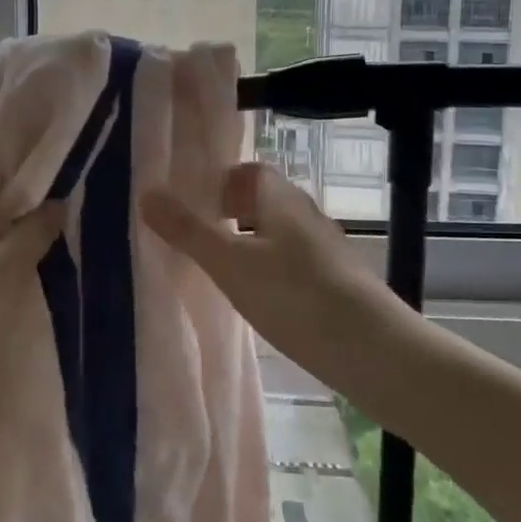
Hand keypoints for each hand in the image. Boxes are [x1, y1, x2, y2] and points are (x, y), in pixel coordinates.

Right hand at [140, 163, 402, 396]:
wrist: (374, 350)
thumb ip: (188, 229)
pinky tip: (261, 301)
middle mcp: (306, 214)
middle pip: (263, 201)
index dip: (220, 183)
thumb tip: (146, 190)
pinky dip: (272, 270)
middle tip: (200, 240)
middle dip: (230, 214)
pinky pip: (294, 261)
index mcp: (281, 198)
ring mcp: (326, 248)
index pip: (249, 171)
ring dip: (251, 244)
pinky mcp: (337, 281)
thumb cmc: (295, 296)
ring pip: (278, 233)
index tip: (193, 207)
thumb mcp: (230, 264)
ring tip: (223, 273)